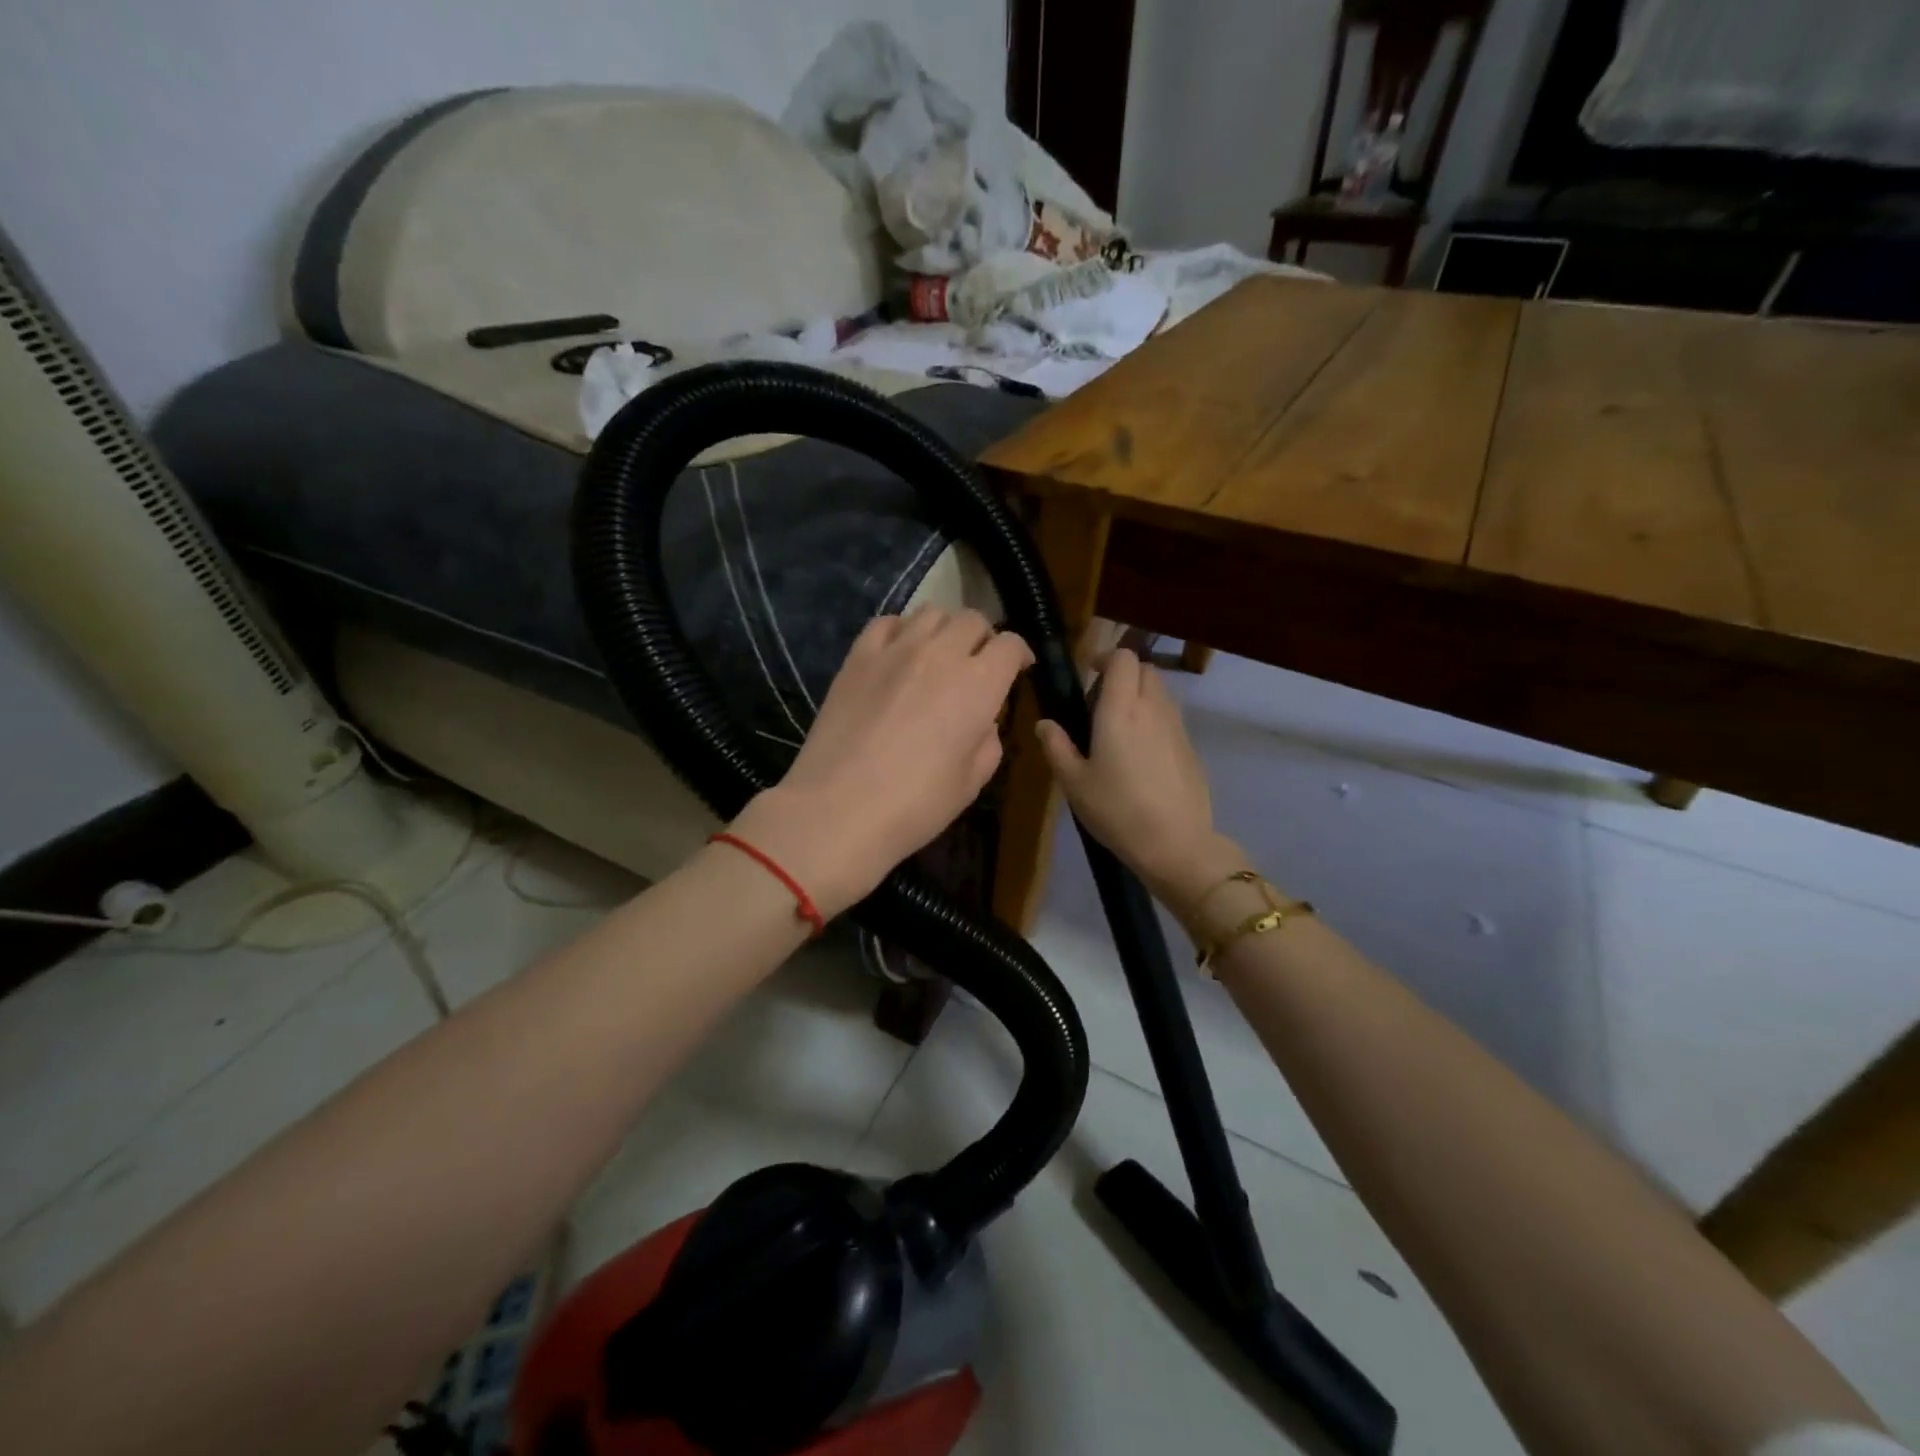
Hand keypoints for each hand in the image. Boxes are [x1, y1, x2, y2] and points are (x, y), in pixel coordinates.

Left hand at [731, 607, 1032, 917]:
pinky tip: (899, 652)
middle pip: (972, 619)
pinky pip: (886, 622)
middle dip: (983, 637)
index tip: (1018, 668)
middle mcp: (941, 654)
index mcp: (979, 685)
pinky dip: (902, 630)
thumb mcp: (972, 782)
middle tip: (978, 662)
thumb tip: (982, 721)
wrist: (839, 808)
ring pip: (931, 612)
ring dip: (945, 628)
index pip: (1010, 645)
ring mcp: (895, 650)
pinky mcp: (857, 657)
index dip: (1019, 654)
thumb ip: (988, 741)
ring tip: (939, 653)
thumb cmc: (916, 804)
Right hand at [1037, 648, 1238, 907]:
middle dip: (1123, 675)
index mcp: (1121, 709)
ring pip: (1160, 692)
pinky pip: (1170, 717)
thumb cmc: (1116, 810)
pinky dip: (1154, 719)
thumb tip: (1045, 724)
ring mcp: (1177, 727)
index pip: (1123, 658)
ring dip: (1140, 696)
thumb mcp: (1074, 782)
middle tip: (1099, 703)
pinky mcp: (1190, 747)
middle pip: (1145, 669)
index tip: (1089, 673)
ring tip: (1118, 730)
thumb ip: (1057, 747)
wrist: (1175, 843)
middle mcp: (1152, 708)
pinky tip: (1140, 756)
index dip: (1106, 657)